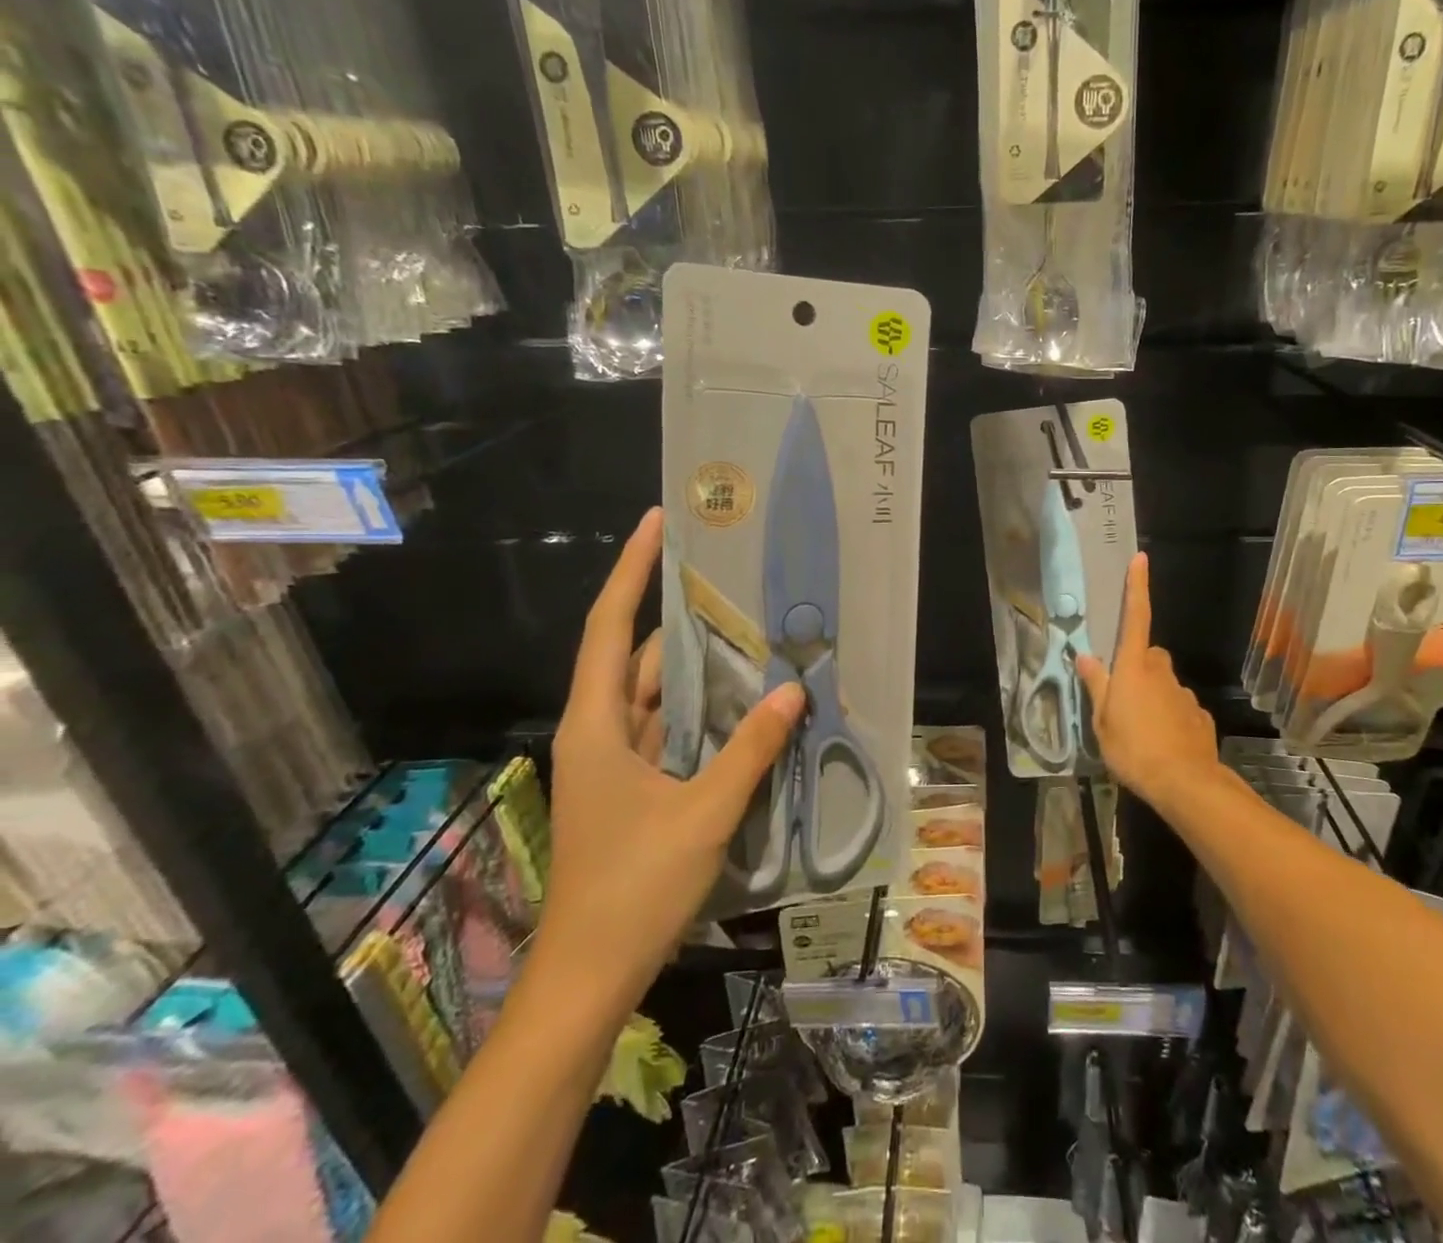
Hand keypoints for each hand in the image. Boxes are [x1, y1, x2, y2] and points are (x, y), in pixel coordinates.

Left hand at [540, 508, 803, 1010]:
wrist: (589, 977)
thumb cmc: (634, 888)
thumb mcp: (704, 812)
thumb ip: (751, 748)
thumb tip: (794, 689)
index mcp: (597, 725)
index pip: (610, 628)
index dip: (632, 571)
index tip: (658, 523)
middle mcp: (601, 731)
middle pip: (641, 657)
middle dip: (685, 618)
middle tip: (737, 582)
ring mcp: (617, 761)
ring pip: (660, 695)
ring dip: (702, 669)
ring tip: (754, 632)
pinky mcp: (635, 786)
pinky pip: (672, 730)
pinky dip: (705, 711)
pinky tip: (747, 702)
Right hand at [1076, 552, 1217, 812]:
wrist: (1185, 783)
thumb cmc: (1133, 748)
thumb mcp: (1102, 720)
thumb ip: (1096, 685)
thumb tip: (1085, 655)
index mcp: (1134, 667)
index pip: (1136, 617)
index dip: (1137, 587)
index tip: (1140, 559)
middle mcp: (1161, 672)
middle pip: (1149, 655)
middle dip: (1138, 666)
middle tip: (1122, 695)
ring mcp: (1184, 693)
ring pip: (1165, 683)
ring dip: (1153, 695)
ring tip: (1141, 729)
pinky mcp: (1200, 716)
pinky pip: (1180, 708)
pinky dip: (1171, 717)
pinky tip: (1163, 742)